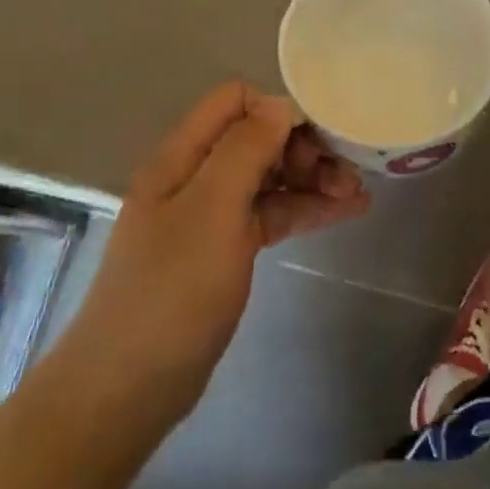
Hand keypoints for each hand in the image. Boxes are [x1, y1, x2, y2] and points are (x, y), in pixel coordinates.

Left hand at [59, 82, 368, 425]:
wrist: (130, 387)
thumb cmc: (172, 290)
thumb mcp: (211, 210)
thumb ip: (244, 149)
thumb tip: (279, 105)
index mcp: (183, 155)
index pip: (234, 101)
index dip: (276, 110)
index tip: (316, 138)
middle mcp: (196, 176)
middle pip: (256, 137)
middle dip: (302, 146)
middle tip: (343, 174)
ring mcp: (211, 215)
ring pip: (268, 177)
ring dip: (311, 178)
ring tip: (358, 193)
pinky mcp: (225, 249)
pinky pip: (269, 214)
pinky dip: (303, 209)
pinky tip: (344, 212)